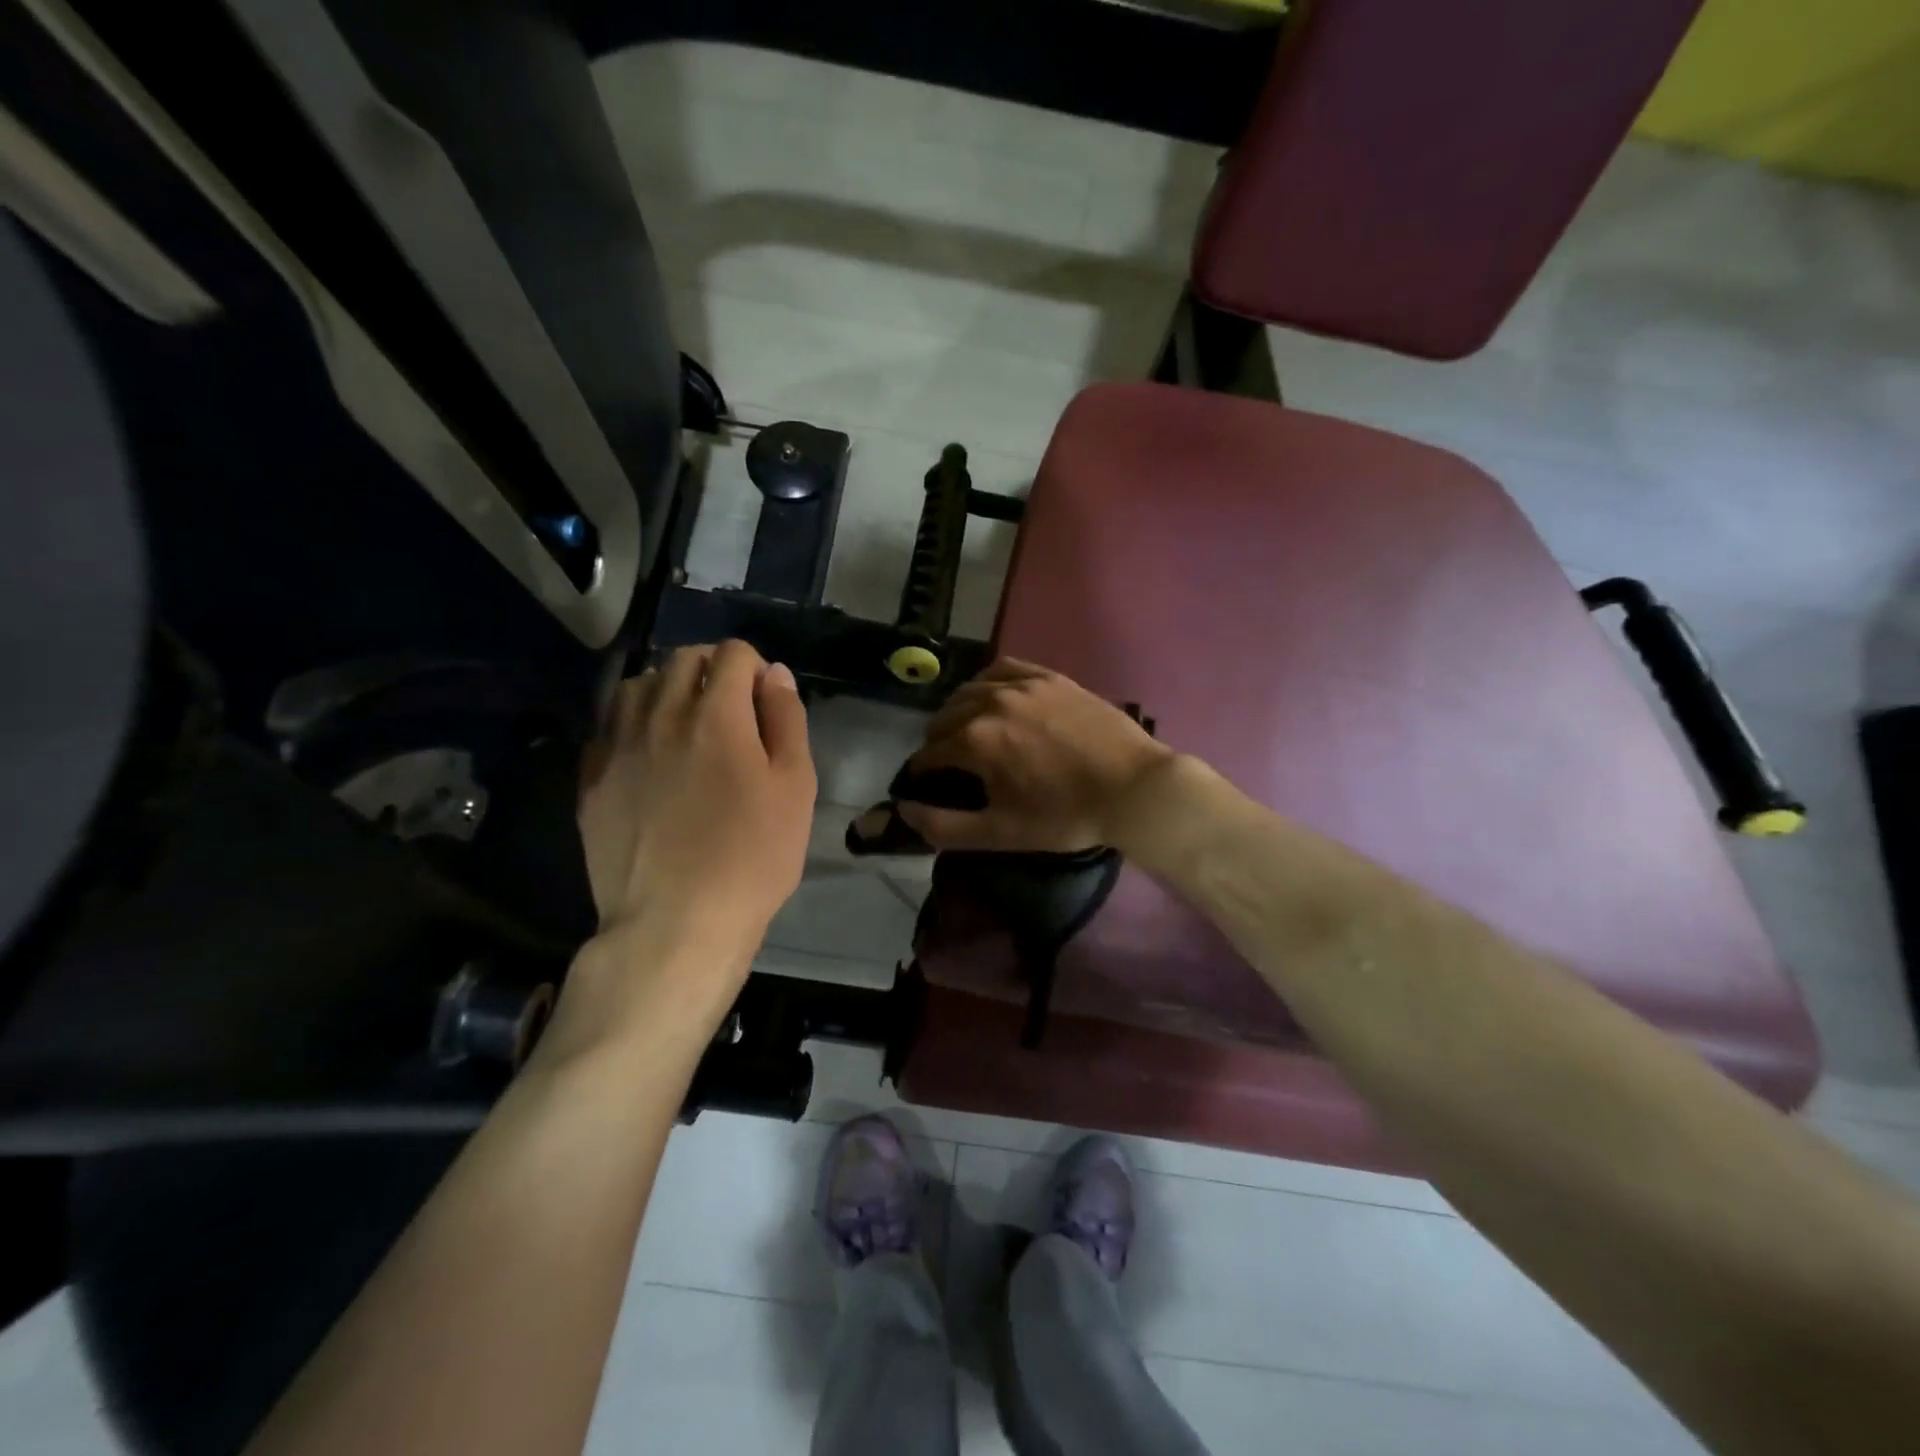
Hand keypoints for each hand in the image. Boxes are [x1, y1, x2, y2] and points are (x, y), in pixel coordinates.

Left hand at [577, 640, 815, 966]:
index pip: (732, 653)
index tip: (764, 701)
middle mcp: (661, 715)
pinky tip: (649, 756)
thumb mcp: (795, 788)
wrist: (676, 923)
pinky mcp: (591, 780)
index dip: (755, 667)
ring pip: (637, 685)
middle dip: (712, 670)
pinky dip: (632, 725)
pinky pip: (608, 727)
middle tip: (731, 712)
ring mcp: (618, 746)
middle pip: (682, 659)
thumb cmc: (752, 857)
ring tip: (685, 725)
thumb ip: (787, 720)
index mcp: (717, 715)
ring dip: (666, 689)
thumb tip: (774, 674)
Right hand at [895, 659, 1172, 851]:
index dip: (922, 771)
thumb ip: (944, 826)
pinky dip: (987, 683)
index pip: (929, 753)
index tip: (925, 784)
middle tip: (947, 763)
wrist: (1133, 788)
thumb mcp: (1000, 833)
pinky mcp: (1049, 677)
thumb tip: (903, 810)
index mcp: (975, 740)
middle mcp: (991, 703)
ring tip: (967, 731)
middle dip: (937, 741)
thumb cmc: (1065, 816)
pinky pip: (1003, 669)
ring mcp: (1023, 685)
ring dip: (958, 712)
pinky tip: (992, 697)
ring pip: (970, 691)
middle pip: (945, 718)